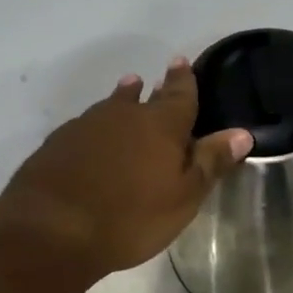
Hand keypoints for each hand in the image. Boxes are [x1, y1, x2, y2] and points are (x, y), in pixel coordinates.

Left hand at [0, 56, 253, 279]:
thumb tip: (241, 133)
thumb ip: (210, 162)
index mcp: (160, 125)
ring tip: (128, 90)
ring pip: (110, 107)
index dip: (184, 79)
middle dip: (154, 88)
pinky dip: (96, 127)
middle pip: (142, 97)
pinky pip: (85, 127)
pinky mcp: (57, 144)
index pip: (179, 94)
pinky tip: (93, 136)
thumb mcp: (183, 196)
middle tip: (158, 77)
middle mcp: (123, 116)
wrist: (52, 229)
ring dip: (122, 99)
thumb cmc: (131, 216)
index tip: (182, 62)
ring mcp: (85, 127)